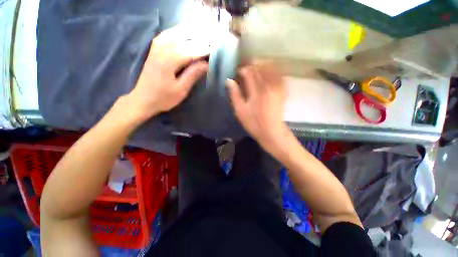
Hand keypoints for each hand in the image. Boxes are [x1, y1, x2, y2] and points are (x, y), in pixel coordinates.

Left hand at [126, 26, 208, 122]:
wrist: (143, 100)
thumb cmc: (163, 98)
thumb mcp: (181, 90)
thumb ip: (192, 75)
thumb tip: (205, 65)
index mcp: (169, 61)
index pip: (189, 51)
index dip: (202, 50)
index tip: (214, 49)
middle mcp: (161, 51)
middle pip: (182, 40)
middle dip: (197, 40)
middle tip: (210, 40)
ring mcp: (155, 49)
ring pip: (172, 34)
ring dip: (186, 32)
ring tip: (199, 33)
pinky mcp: (153, 51)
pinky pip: (164, 36)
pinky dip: (174, 32)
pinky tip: (180, 33)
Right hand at [226, 63, 288, 150]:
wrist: (272, 132)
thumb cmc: (254, 123)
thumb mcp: (240, 110)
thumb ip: (234, 94)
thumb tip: (229, 81)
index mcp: (256, 90)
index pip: (249, 72)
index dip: (242, 69)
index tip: (237, 71)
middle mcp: (268, 86)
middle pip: (261, 67)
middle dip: (252, 65)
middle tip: (246, 69)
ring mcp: (277, 88)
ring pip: (271, 69)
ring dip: (263, 66)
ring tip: (256, 69)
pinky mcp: (282, 91)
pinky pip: (279, 76)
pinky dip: (273, 71)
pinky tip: (268, 74)